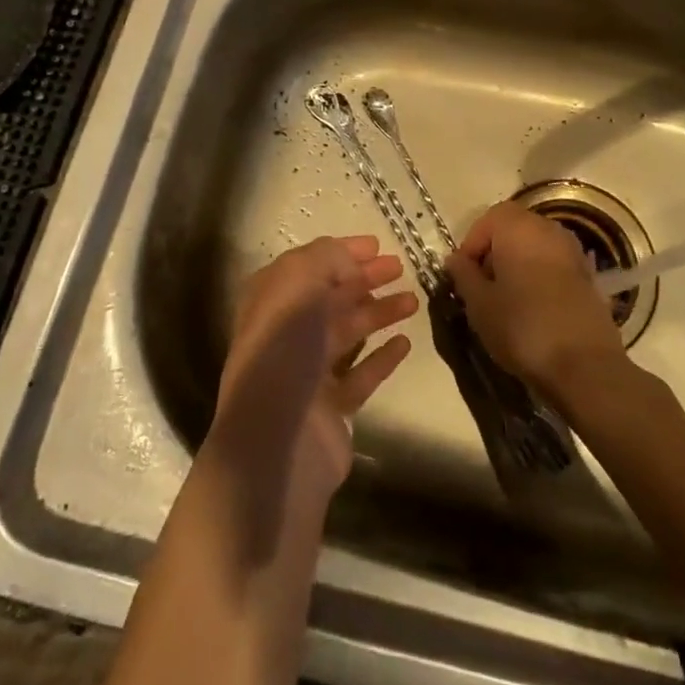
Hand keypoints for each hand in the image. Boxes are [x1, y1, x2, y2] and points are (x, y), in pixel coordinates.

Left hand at [212, 236, 415, 510]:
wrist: (278, 439)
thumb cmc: (283, 349)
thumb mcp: (299, 283)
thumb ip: (326, 259)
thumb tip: (351, 260)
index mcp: (271, 301)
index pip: (308, 266)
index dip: (340, 252)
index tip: (377, 245)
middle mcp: (286, 333)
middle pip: (330, 297)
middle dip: (364, 279)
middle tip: (401, 267)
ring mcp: (308, 372)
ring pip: (348, 333)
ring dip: (379, 312)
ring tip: (413, 300)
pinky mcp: (331, 407)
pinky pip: (361, 374)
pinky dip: (382, 357)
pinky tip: (404, 343)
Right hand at [446, 202, 624, 401]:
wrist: (586, 365)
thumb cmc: (522, 327)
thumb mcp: (479, 304)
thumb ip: (463, 275)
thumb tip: (455, 259)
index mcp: (519, 227)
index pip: (488, 218)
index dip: (471, 244)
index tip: (463, 275)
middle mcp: (549, 229)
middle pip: (514, 228)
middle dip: (494, 252)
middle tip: (482, 286)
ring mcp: (573, 251)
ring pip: (535, 246)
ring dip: (517, 264)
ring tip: (506, 299)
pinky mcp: (589, 275)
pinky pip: (554, 264)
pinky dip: (539, 276)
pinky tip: (533, 307)